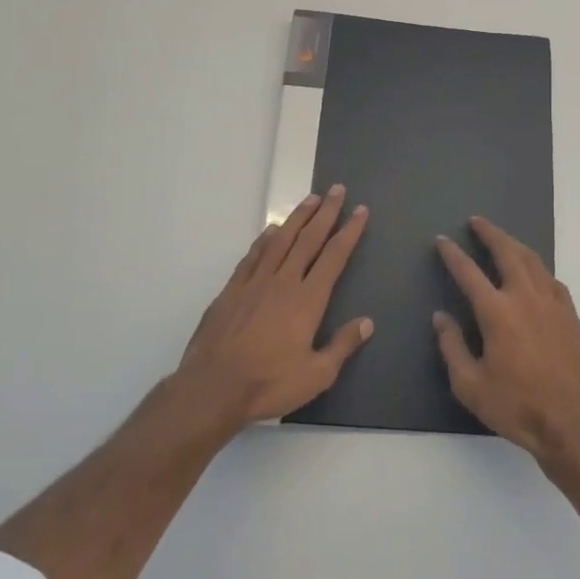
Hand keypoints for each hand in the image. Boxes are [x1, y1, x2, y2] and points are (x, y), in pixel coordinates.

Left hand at [176, 187, 372, 431]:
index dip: (349, 231)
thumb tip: (367, 322)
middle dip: (326, 213)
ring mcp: (254, 283)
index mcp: (308, 300)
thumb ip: (342, 346)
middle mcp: (283, 282)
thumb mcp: (317, 375)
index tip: (360, 211)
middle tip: (337, 189)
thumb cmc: (269, 383)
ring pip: (280, 240)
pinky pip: (253, 255)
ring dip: (298, 217)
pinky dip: (265, 238)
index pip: (334, 256)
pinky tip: (271, 230)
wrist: (212, 388)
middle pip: (308, 239)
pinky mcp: (231, 290)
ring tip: (310, 199)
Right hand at [434, 217, 579, 459]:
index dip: (453, 254)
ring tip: (503, 239)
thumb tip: (441, 317)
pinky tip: (535, 274)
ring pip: (534, 261)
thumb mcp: (470, 384)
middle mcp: (526, 298)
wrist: (569, 423)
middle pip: (508, 252)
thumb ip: (452, 346)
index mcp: (497, 312)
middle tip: (477, 222)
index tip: (442, 241)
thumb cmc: (514, 406)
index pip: (469, 273)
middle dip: (490, 233)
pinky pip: (553, 281)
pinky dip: (539, 270)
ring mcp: (553, 304)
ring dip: (515, 245)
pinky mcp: (571, 316)